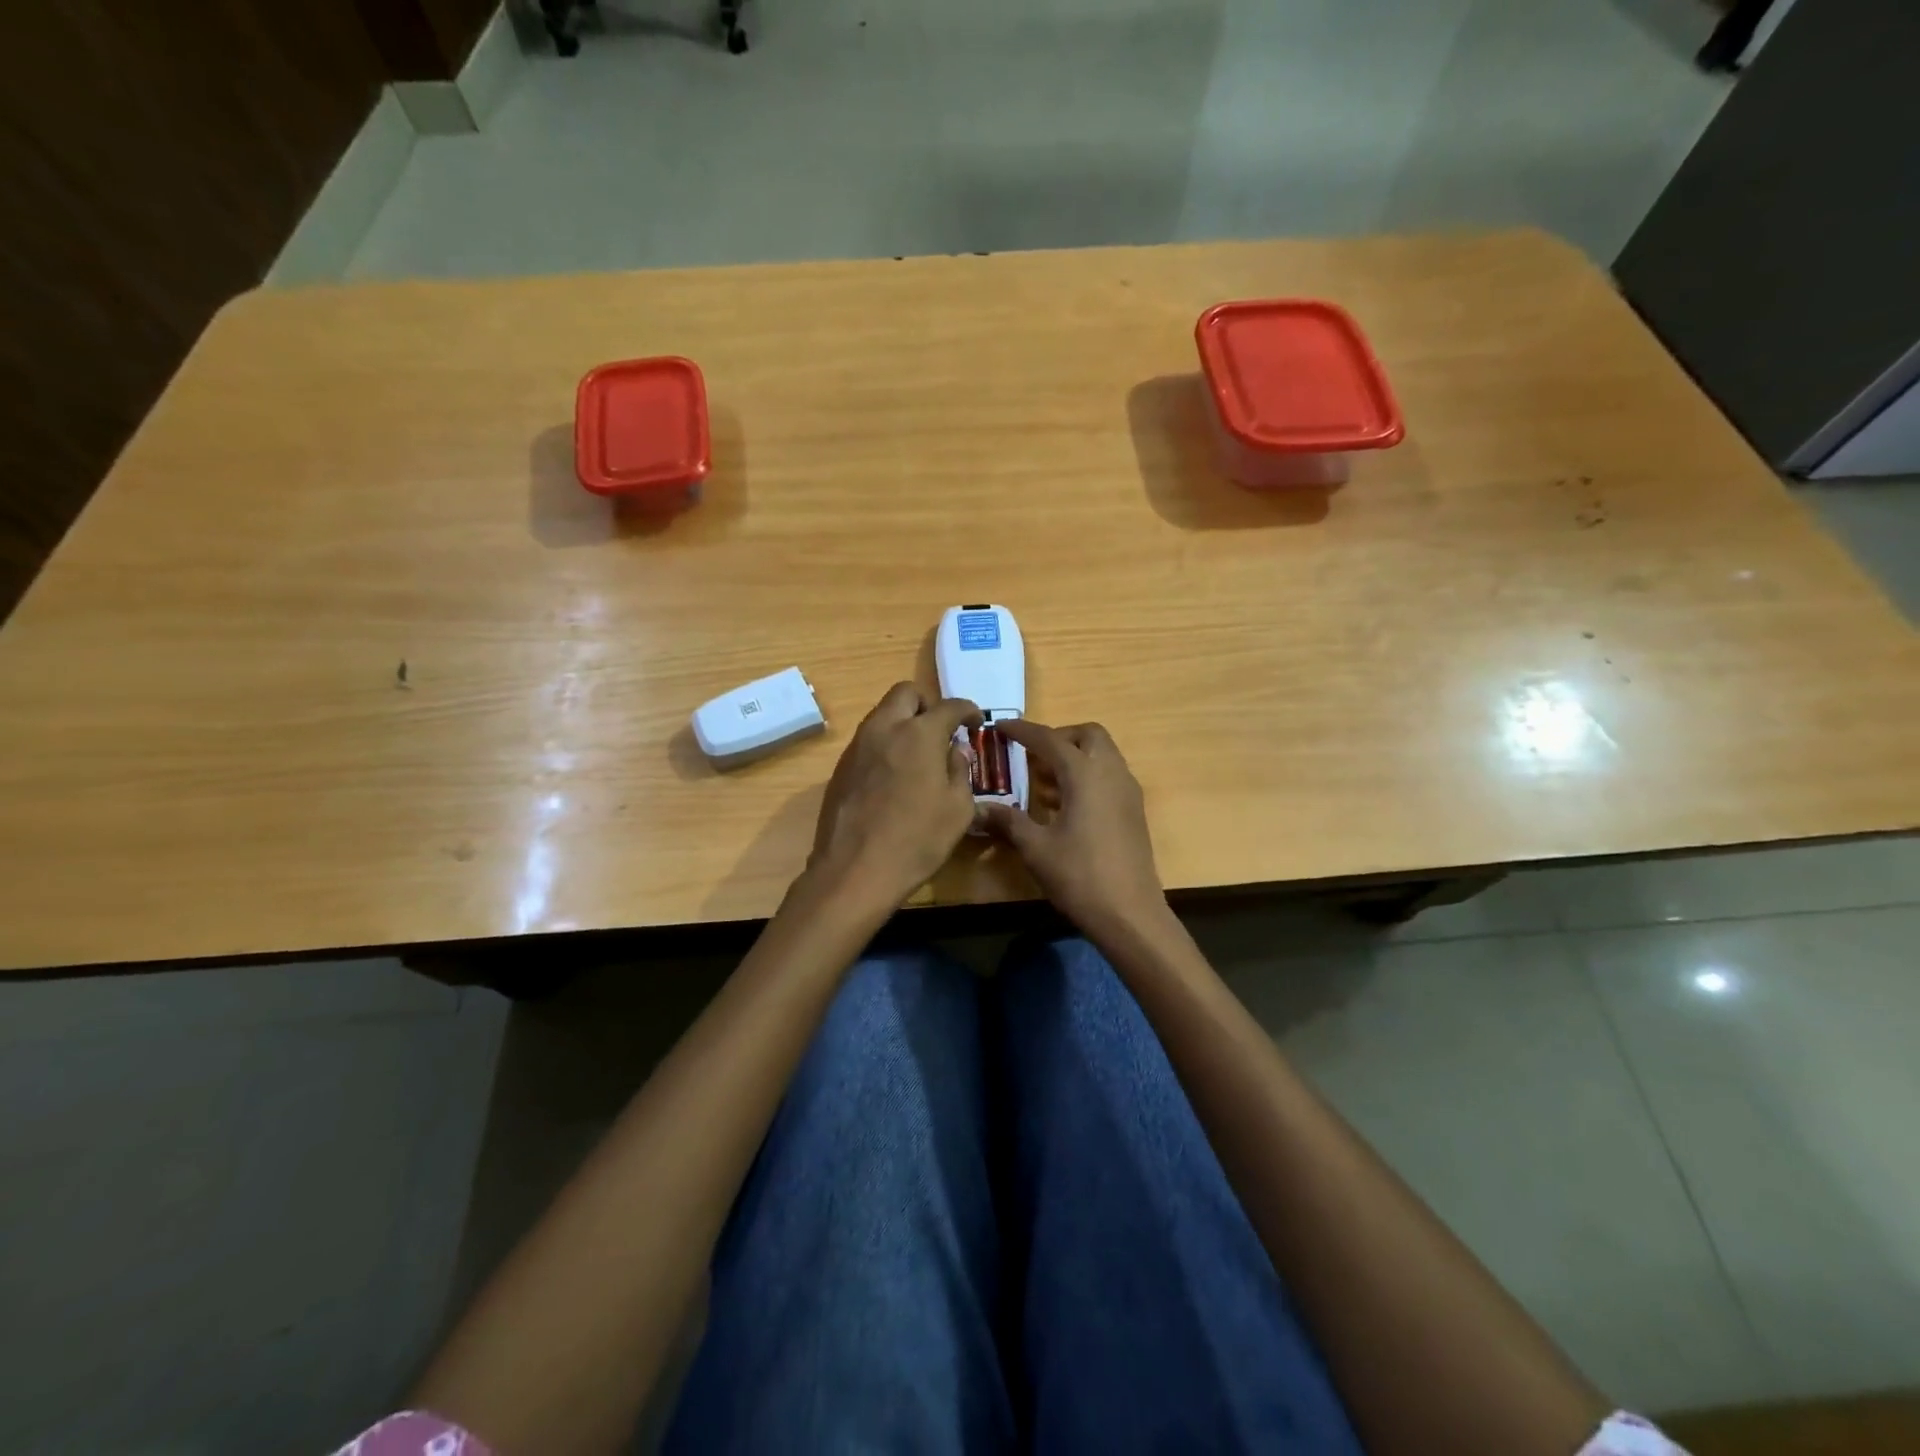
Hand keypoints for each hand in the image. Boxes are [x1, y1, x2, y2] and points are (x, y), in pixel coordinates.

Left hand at [806, 683, 981, 911]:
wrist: (855, 870)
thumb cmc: (917, 840)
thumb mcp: (957, 809)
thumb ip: (959, 771)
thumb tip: (955, 751)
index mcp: (919, 734)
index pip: (949, 706)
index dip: (967, 710)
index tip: (974, 723)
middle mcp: (885, 728)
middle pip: (906, 694)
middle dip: (927, 705)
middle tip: (940, 731)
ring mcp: (858, 746)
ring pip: (883, 714)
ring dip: (903, 723)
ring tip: (918, 755)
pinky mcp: (841, 767)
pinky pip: (868, 740)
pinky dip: (886, 745)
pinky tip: (894, 777)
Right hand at [979, 720, 1168, 941]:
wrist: (1130, 913)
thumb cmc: (1080, 876)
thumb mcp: (1036, 848)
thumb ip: (1009, 821)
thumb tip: (978, 809)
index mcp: (1085, 774)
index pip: (1050, 739)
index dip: (1023, 731)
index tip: (1000, 726)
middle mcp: (1111, 773)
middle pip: (1088, 735)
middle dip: (1059, 737)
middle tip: (1032, 755)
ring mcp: (1127, 791)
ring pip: (1102, 754)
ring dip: (1074, 756)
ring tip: (1043, 780)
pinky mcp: (1133, 810)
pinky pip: (1109, 775)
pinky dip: (1087, 775)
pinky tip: (1064, 804)